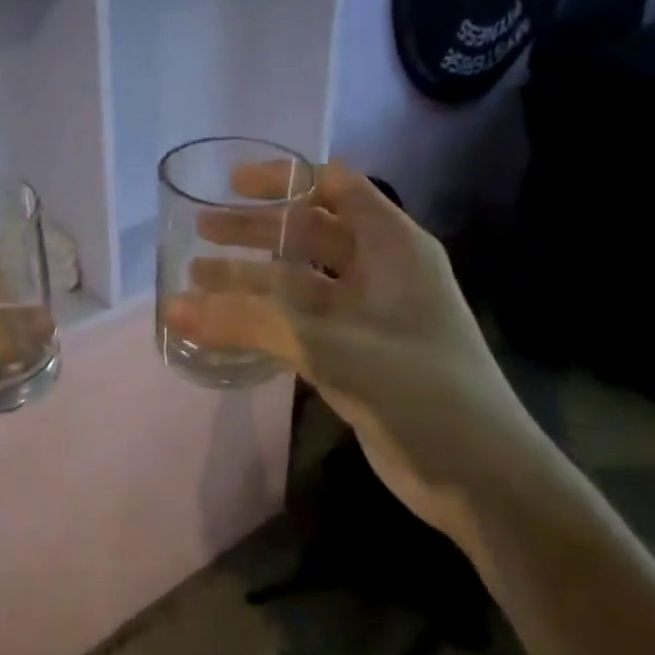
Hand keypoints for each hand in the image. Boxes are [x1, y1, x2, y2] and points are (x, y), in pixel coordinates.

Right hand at [163, 161, 558, 546]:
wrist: (481, 475)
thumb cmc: (416, 388)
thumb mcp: (328, 345)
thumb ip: (249, 322)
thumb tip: (173, 307)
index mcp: (392, 246)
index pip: (336, 187)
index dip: (284, 179)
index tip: (231, 184)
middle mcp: (382, 270)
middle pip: (310, 232)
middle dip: (256, 229)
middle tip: (201, 230)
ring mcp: (370, 315)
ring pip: (301, 280)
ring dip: (253, 277)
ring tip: (198, 278)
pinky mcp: (358, 353)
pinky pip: (302, 321)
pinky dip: (265, 317)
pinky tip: (227, 325)